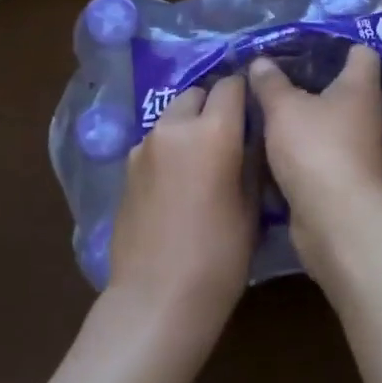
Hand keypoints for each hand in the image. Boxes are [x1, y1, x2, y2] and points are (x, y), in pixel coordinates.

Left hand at [105, 75, 255, 358]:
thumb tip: (253, 134)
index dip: (246, 93)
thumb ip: (251, 159)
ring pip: (172, 117)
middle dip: (214, 105)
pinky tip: (177, 183)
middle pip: (196, 94)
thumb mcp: (251, 206)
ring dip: (189, 125)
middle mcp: (174, 127)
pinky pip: (154, 143)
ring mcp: (144, 147)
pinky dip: (169, 149)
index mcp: (213, 131)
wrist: (158, 297)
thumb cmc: (219, 256)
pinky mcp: (126, 168)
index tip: (255, 110)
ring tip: (202, 160)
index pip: (231, 85)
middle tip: (229, 136)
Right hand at [248, 45, 381, 269]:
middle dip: (316, 81)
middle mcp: (366, 114)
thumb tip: (261, 62)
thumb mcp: (284, 108)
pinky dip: (304, 145)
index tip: (309, 42)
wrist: (335, 218)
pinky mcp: (345, 176)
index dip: (340, 44)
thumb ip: (270, 83)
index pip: (363, 52)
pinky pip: (322, 150)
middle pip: (346, 87)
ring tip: (272, 105)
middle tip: (280, 73)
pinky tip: (276, 142)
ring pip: (331, 121)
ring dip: (308, 115)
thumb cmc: (315, 148)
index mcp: (360, 87)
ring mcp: (358, 147)